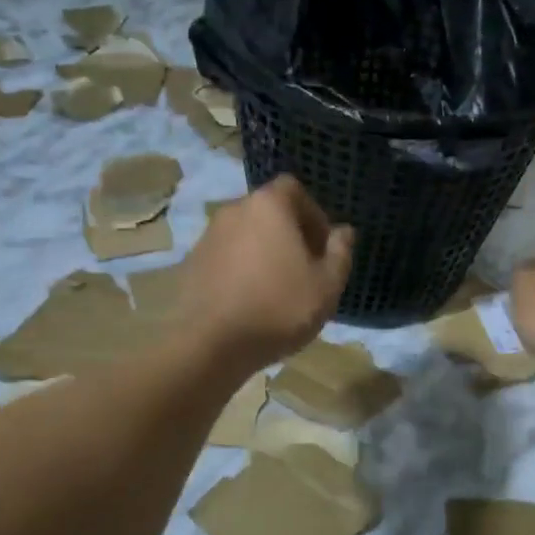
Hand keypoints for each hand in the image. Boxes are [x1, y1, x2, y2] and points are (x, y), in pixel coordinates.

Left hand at [180, 176, 354, 369]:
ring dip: (264, 253)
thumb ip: (340, 253)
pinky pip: (226, 257)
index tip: (323, 247)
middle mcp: (234, 210)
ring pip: (246, 235)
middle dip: (290, 234)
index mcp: (268, 206)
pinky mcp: (191, 264)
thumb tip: (344, 231)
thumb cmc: (278, 309)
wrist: (209, 345)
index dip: (314, 214)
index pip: (294, 189)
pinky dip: (241, 270)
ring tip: (278, 290)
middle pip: (269, 212)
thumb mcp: (326, 286)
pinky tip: (250, 302)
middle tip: (305, 270)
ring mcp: (207, 237)